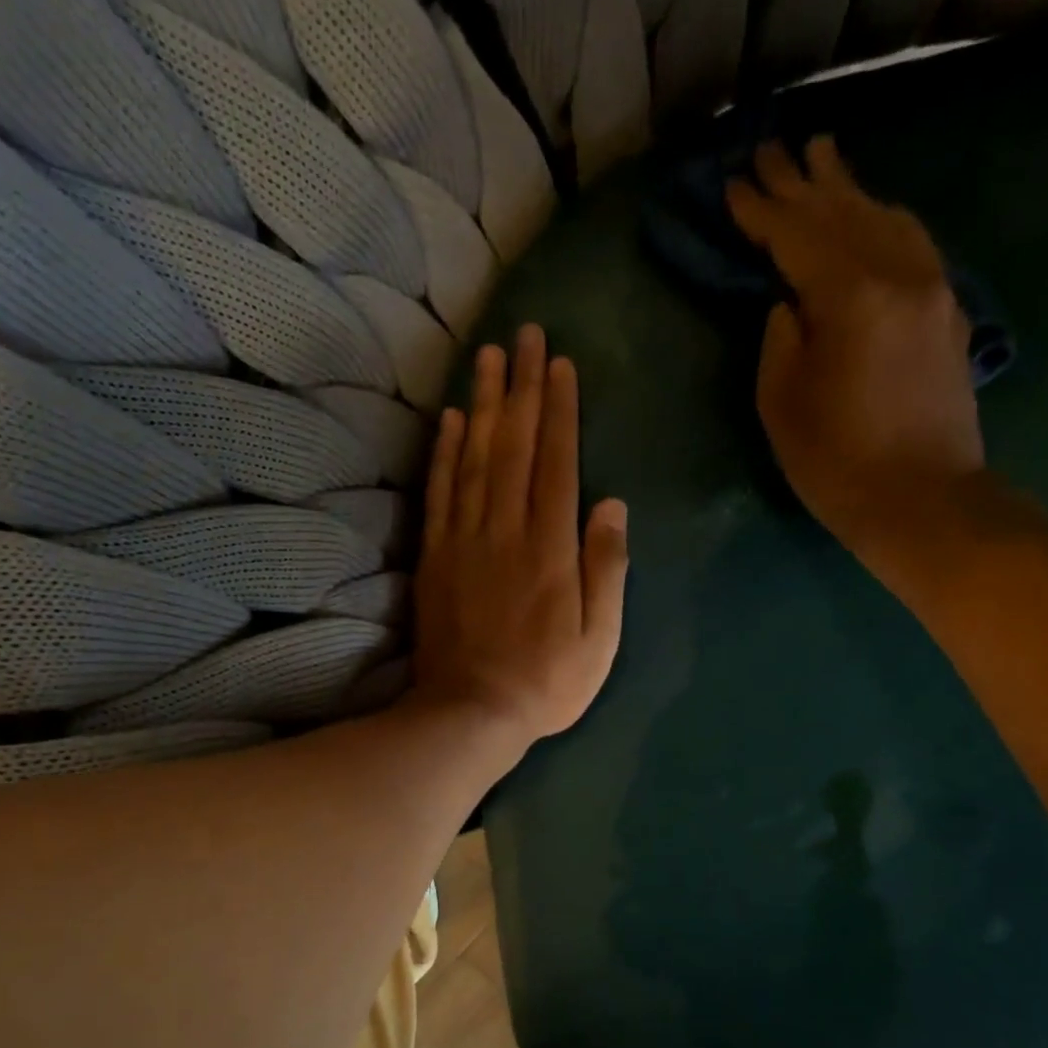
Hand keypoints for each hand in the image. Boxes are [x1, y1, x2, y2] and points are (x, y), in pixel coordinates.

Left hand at [411, 324, 628, 748]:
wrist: (471, 713)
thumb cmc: (546, 682)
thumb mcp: (599, 639)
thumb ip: (606, 568)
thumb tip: (612, 504)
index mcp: (550, 549)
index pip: (556, 463)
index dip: (559, 411)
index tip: (560, 365)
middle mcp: (505, 531)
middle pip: (513, 446)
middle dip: (521, 387)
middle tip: (524, 335)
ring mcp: (464, 541)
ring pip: (473, 458)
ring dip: (481, 404)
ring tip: (487, 357)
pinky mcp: (435, 557)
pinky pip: (439, 492)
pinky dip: (444, 452)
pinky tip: (448, 420)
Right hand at [726, 135, 983, 543]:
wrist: (922, 501)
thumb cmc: (836, 463)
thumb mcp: (781, 405)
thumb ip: (780, 339)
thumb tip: (789, 302)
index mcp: (851, 296)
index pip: (797, 235)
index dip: (761, 210)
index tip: (734, 182)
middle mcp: (900, 273)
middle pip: (844, 212)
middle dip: (802, 182)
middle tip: (770, 149)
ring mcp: (933, 287)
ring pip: (885, 217)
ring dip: (848, 189)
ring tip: (821, 159)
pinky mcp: (948, 310)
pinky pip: (912, 242)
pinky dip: (882, 219)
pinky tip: (871, 213)